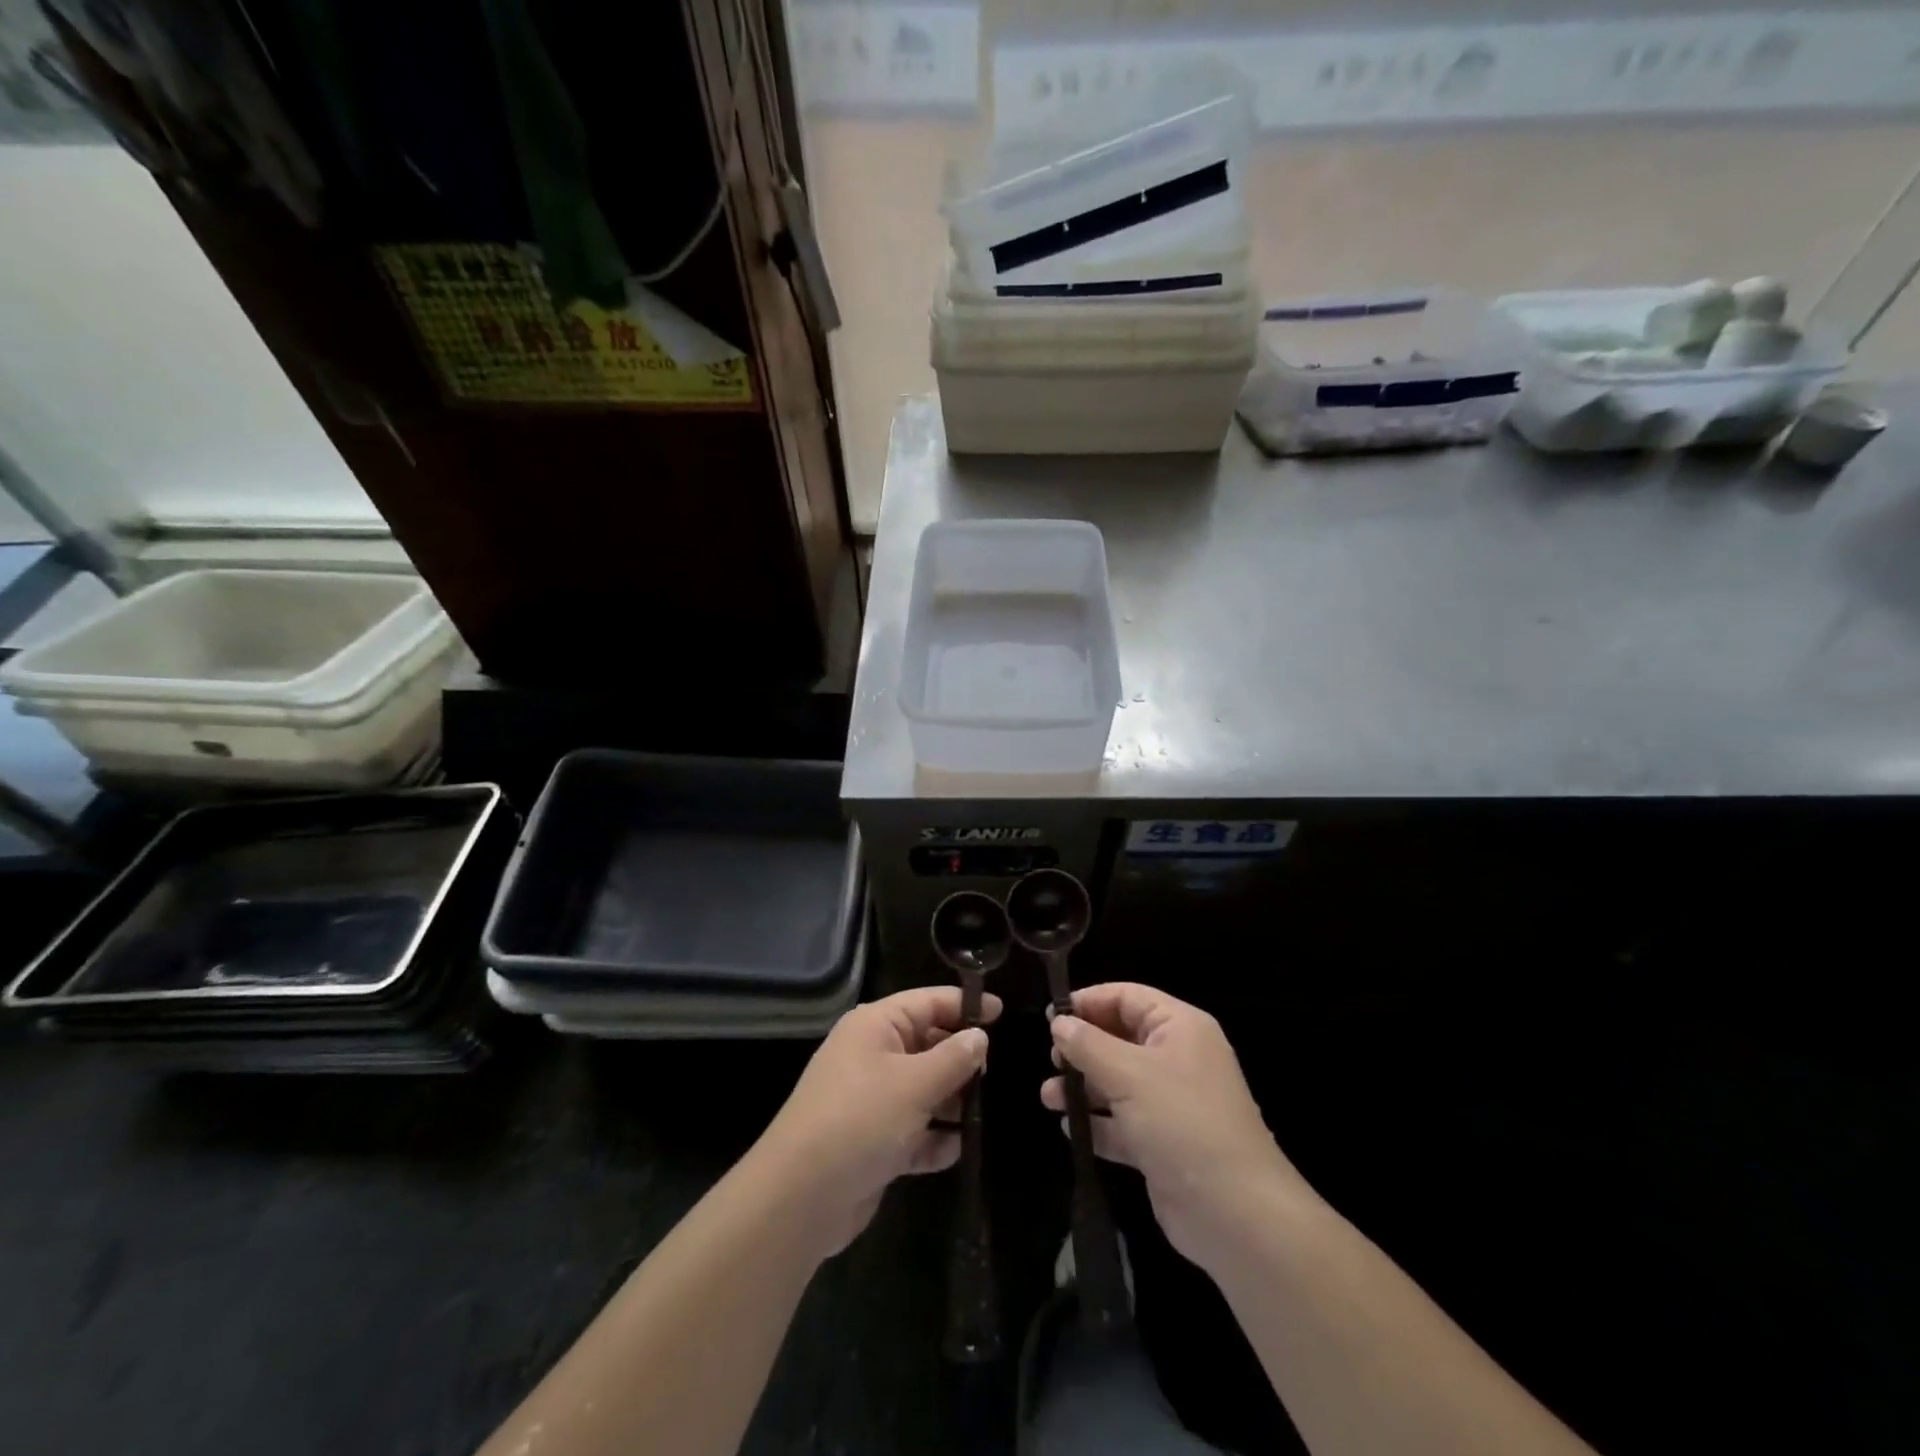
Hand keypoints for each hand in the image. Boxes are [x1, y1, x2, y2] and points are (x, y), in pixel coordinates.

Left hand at [761, 986, 1001, 1256]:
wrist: (800, 1198)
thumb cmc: (859, 1120)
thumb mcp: (914, 1084)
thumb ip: (953, 1058)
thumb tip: (980, 1037)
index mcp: (875, 1026)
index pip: (928, 1002)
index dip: (965, 1006)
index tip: (1003, 1013)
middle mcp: (872, 1056)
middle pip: (928, 1045)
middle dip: (961, 1060)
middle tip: (999, 1074)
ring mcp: (872, 1100)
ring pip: (924, 1090)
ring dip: (952, 1103)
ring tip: (987, 1115)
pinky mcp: (873, 1142)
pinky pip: (914, 1131)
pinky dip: (934, 1139)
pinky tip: (958, 1150)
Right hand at [1042, 983, 1318, 1269]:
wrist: (1235, 1214)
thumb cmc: (1182, 1122)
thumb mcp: (1129, 1074)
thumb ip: (1088, 1045)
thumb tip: (1059, 1022)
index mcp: (1180, 1028)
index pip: (1128, 997)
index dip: (1089, 1002)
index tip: (1051, 1017)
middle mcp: (1177, 1058)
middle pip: (1120, 1038)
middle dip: (1082, 1048)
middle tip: (1052, 1060)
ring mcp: (1171, 1103)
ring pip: (1117, 1082)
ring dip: (1082, 1088)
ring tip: (1048, 1098)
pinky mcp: (1162, 1143)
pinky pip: (1122, 1123)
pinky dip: (1097, 1124)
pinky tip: (1069, 1129)